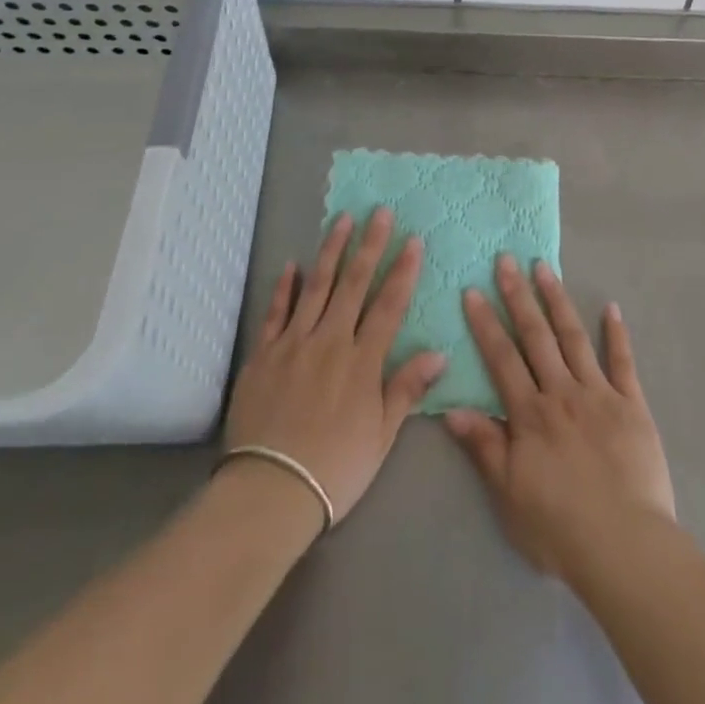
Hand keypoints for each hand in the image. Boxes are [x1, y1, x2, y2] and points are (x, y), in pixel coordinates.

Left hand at [223, 209, 445, 524]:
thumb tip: (440, 353)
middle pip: (354, 284)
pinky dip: (285, 287)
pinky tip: (292, 264)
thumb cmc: (335, 469)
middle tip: (379, 212)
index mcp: (362, 361)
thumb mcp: (381, 435)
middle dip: (369, 245)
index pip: (389, 305)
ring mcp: (294, 343)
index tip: (413, 240)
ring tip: (342, 220)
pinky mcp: (264, 354)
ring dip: (331, 251)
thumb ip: (406, 389)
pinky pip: (276, 312)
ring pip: (316, 287)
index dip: (403, 271)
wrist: (269, 492)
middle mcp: (330, 341)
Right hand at [445, 255, 675, 578]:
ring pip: (574, 338)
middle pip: (536, 336)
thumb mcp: (508, 495)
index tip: (472, 290)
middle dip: (519, 296)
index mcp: (531, 414)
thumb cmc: (560, 528)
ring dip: (558, 301)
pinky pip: (623, 362)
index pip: (502, 358)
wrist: (625, 546)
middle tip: (507, 260)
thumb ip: (484, 447)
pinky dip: (617, 334)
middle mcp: (562, 393)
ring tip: (545, 269)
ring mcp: (600, 394)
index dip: (485, 323)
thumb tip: (451, 408)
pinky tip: (611, 308)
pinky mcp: (633, 405)